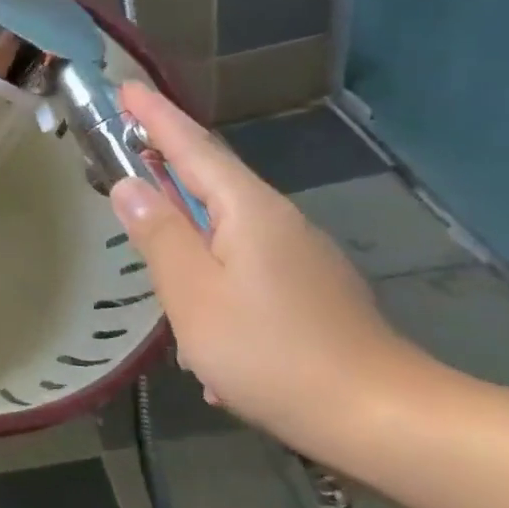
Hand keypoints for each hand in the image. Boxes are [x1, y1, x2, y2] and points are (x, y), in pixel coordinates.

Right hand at [109, 83, 425, 459]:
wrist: (385, 420)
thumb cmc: (274, 353)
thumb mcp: (194, 295)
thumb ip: (159, 235)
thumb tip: (129, 186)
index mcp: (248, 210)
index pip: (192, 147)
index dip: (155, 116)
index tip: (126, 86)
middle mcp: (276, 220)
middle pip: (211, 179)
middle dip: (167, 160)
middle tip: (123, 146)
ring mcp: (298, 256)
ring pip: (225, 226)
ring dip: (185, 224)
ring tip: (152, 240)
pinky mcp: (307, 289)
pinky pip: (243, 263)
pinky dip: (211, 272)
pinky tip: (201, 325)